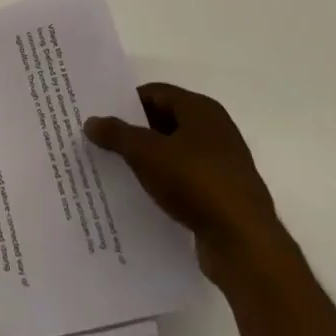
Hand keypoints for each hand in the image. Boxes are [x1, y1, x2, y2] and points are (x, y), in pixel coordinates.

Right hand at [85, 83, 280, 284]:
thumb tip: (92, 121)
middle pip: (166, 120)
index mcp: (201, 109)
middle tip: (103, 142)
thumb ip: (117, 134)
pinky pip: (186, 179)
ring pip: (175, 152)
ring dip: (149, 159)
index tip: (101, 117)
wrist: (244, 242)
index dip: (127, 102)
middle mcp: (215, 130)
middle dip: (135, 131)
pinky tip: (144, 195)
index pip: (156, 93)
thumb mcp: (146, 153)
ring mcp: (223, 163)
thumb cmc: (195, 182)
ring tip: (117, 169)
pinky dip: (165, 182)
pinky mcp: (224, 194)